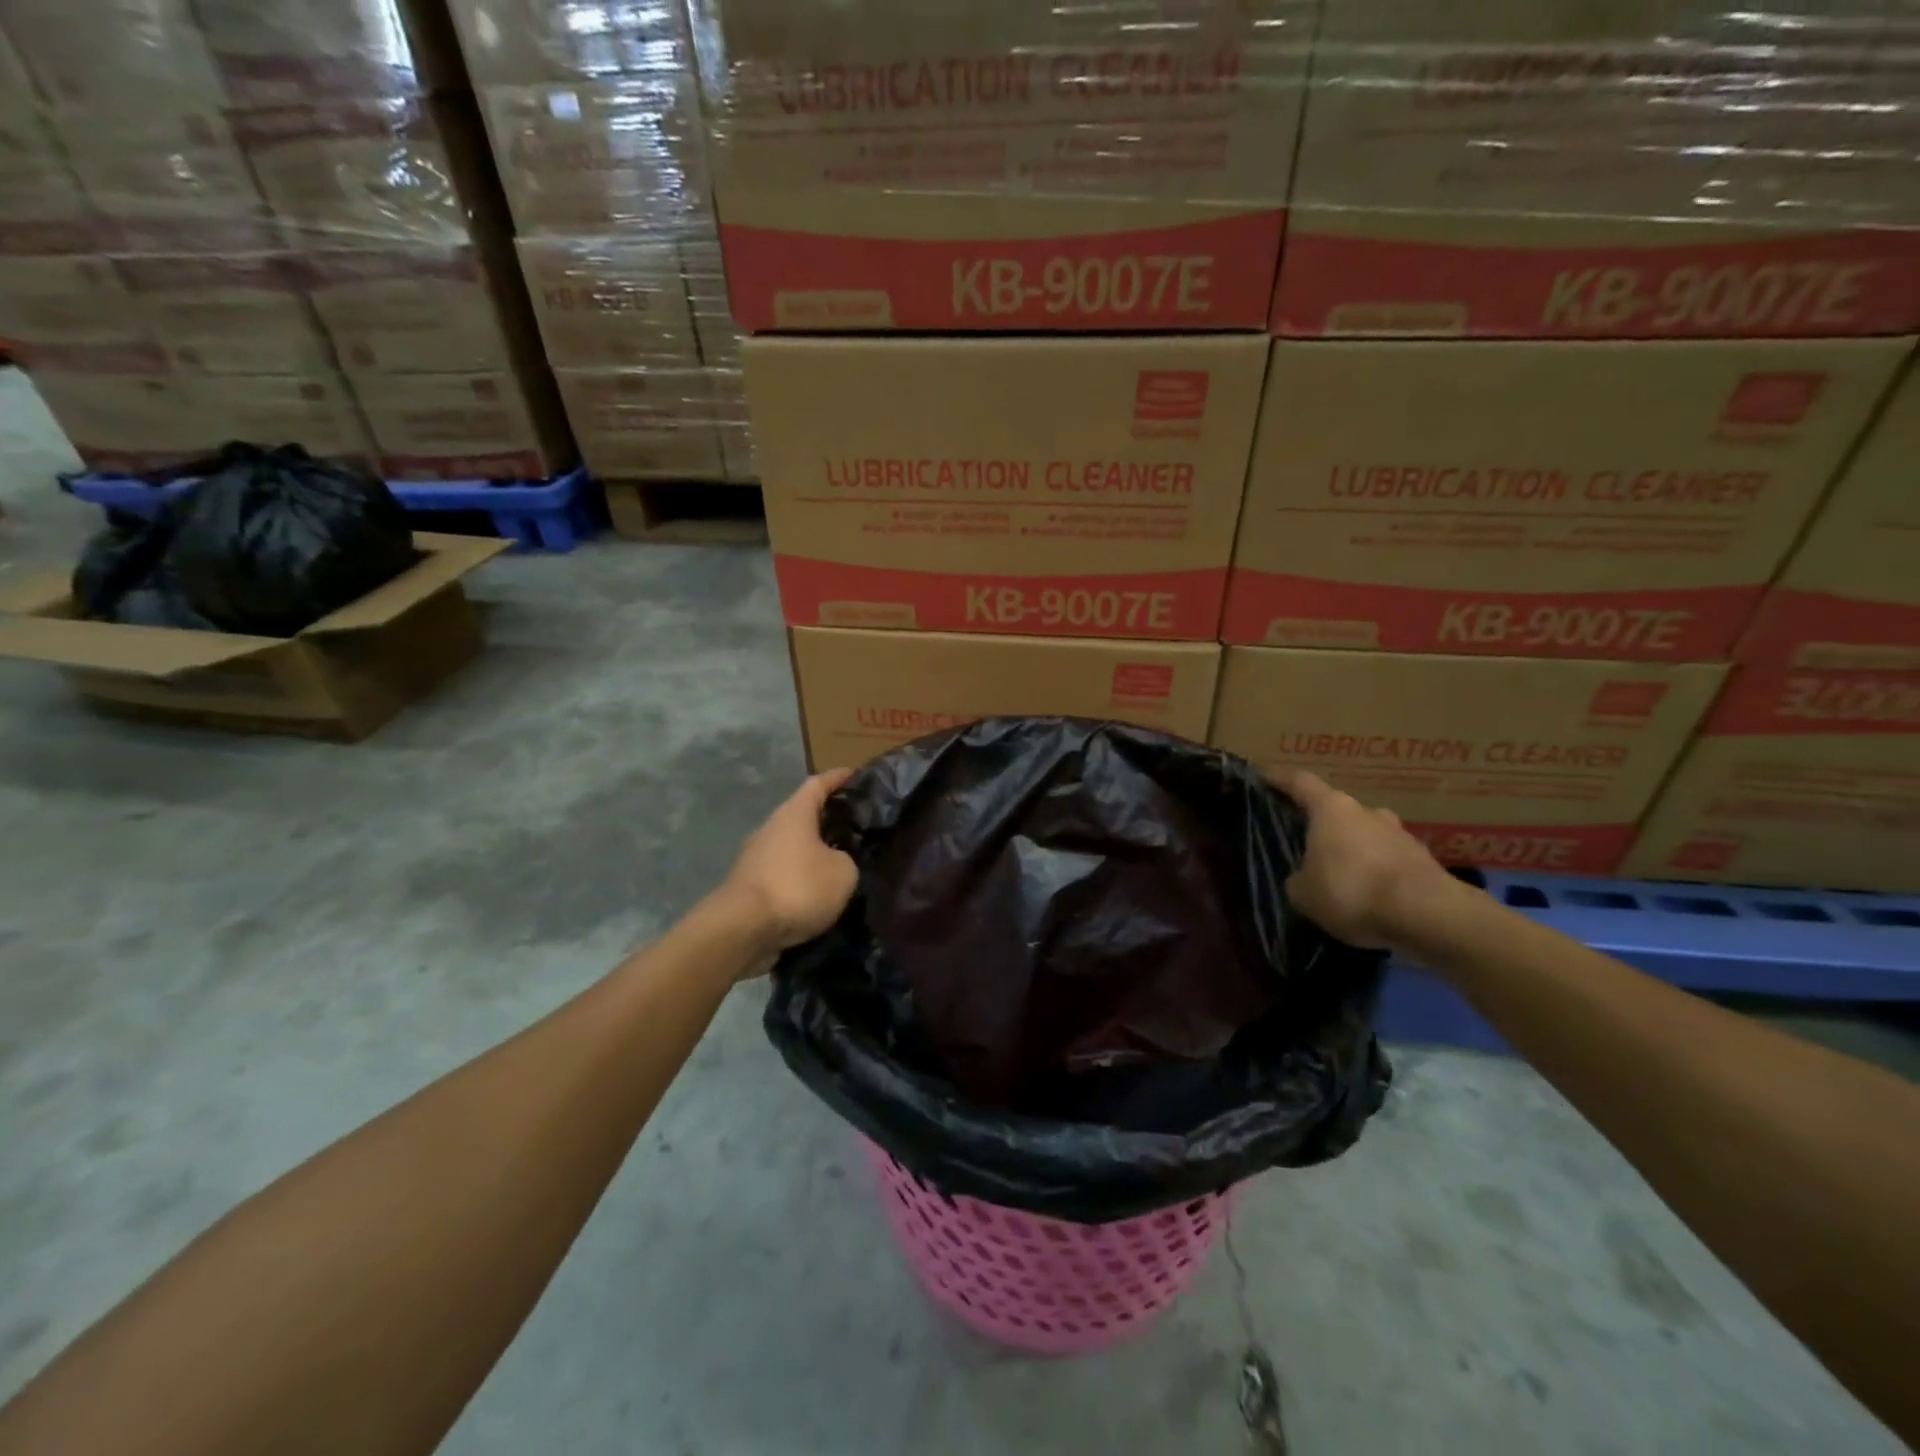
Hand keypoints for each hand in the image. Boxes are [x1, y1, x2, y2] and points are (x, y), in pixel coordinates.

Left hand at [721, 770, 858, 961]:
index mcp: (794, 814)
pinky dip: (800, 879)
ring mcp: (755, 858)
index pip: (818, 785)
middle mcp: (771, 828)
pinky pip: (782, 874)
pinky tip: (816, 894)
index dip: (837, 778)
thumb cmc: (797, 887)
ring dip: (812, 853)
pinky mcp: (749, 886)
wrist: (742, 929)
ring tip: (839, 864)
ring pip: (791, 847)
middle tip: (853, 826)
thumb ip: (846, 859)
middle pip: (801, 815)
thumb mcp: (842, 873)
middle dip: (826, 819)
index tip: (854, 774)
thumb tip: (836, 861)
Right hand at [1273, 769, 1463, 950]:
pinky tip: (1368, 898)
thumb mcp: (1303, 892)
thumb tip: (1305, 877)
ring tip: (1339, 877)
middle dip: (1322, 826)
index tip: (1264, 776)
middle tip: (1305, 845)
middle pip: (1337, 811)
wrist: (1428, 916)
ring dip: (1352, 851)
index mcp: (1332, 808)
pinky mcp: (1424, 861)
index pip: (1299, 783)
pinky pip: (1388, 862)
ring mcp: (1400, 834)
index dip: (1279, 779)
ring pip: (1366, 837)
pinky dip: (1376, 874)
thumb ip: (1298, 878)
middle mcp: (1367, 812)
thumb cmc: (1352, 891)